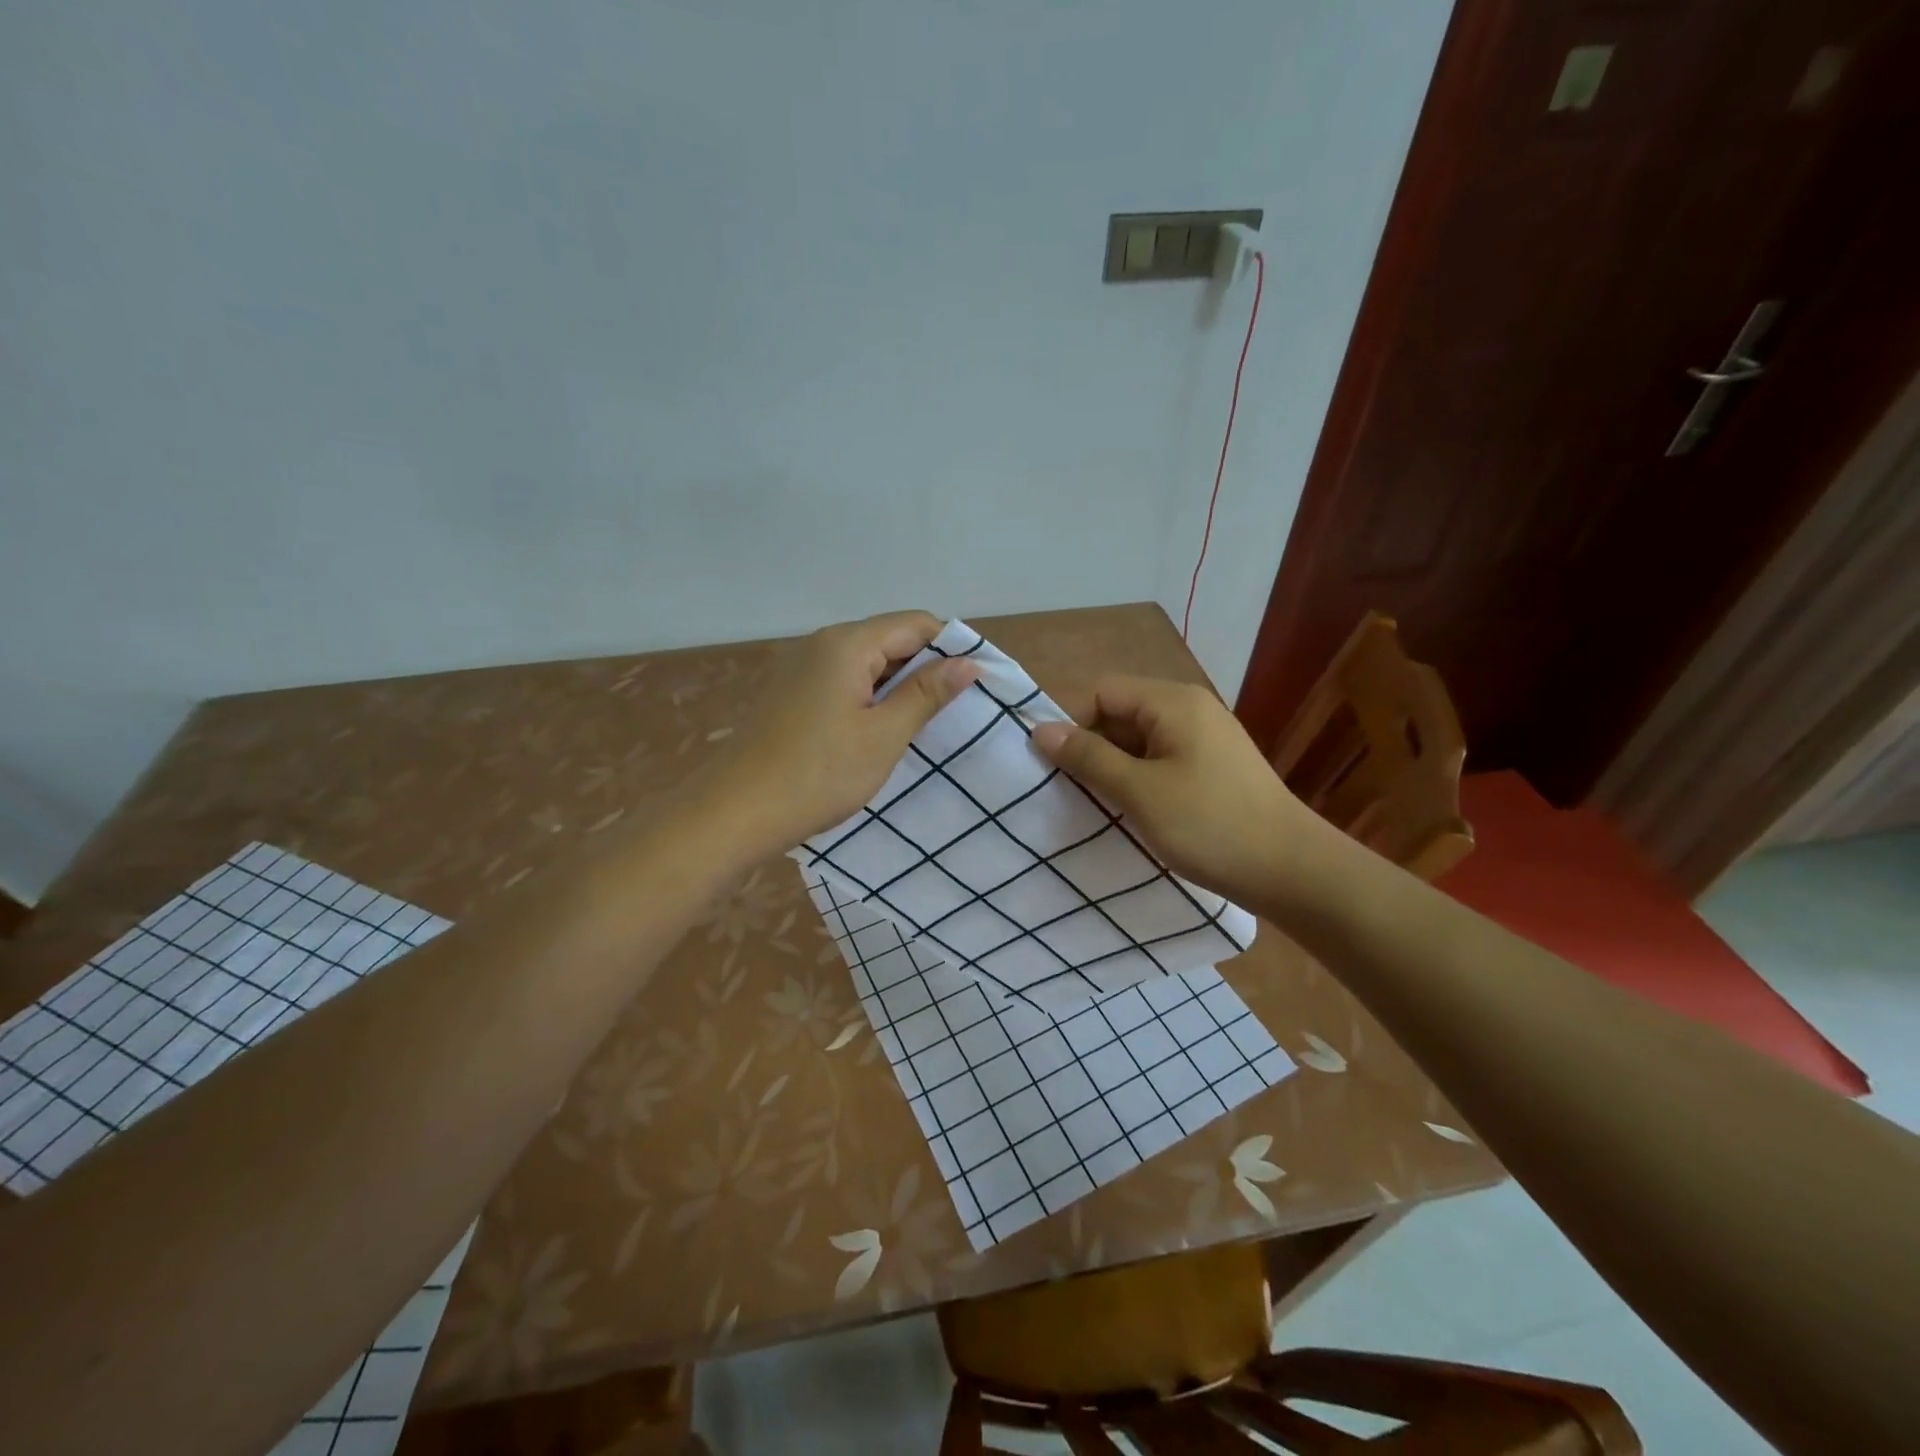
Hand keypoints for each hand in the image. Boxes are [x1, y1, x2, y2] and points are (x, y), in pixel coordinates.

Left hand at [699, 611, 978, 858]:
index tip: (977, 685)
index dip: (951, 648)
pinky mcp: (791, 693)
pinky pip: (844, 682)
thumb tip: (968, 663)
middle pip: (890, 639)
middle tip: (956, 711)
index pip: (915, 624)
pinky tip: (880, 732)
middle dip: (926, 668)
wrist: (735, 812)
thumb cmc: (818, 774)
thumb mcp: (883, 735)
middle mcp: (822, 643)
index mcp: (847, 644)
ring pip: (867, 663)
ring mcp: (801, 668)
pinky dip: (870, 699)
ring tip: (924, 725)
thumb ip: (926, 693)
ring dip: (898, 687)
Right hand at [1029, 676, 1323, 907]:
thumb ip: (1088, 757)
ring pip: (1140, 740)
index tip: (1054, 767)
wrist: (1291, 869)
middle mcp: (1190, 709)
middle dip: (1091, 747)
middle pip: (1121, 713)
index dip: (1072, 724)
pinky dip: (1139, 779)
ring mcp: (1205, 738)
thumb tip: (1040, 729)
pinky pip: (1161, 760)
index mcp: (1173, 702)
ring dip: (1114, 767)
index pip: (1102, 692)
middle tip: (1068, 790)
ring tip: (1095, 805)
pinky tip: (1131, 811)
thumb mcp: (1139, 791)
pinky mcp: (1213, 766)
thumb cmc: (1210, 825)